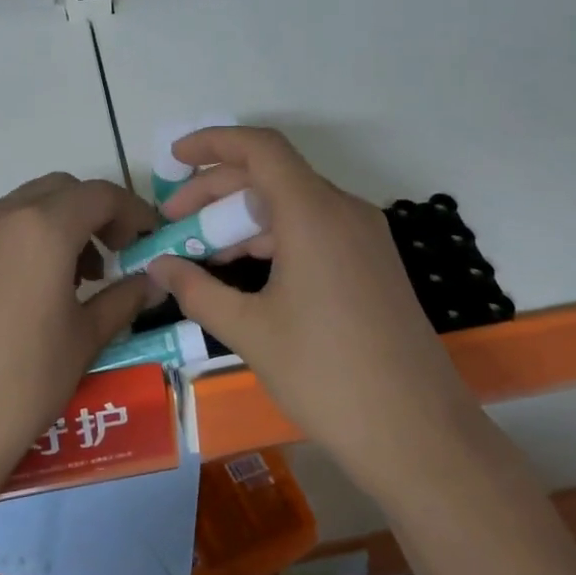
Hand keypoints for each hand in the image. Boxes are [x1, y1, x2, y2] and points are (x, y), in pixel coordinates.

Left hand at [0, 173, 158, 506]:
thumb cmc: (22, 383)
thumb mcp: (84, 340)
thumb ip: (123, 299)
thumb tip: (153, 282)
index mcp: (42, 227)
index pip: (100, 195)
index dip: (133, 211)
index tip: (150, 239)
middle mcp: (1, 217)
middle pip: (60, 190)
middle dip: (95, 212)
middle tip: (115, 255)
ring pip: (25, 208)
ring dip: (60, 225)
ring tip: (78, 280)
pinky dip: (27, 241)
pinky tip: (34, 293)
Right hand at [151, 127, 462, 490]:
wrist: (416, 432)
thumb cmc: (326, 375)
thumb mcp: (250, 331)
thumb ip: (198, 291)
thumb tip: (159, 268)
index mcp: (314, 213)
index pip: (260, 148)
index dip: (212, 143)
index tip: (174, 158)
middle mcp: (344, 211)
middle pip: (272, 175)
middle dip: (216, 191)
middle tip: (174, 223)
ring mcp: (365, 238)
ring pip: (293, 206)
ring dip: (244, 220)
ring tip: (201, 255)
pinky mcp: (373, 264)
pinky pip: (315, 231)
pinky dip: (275, 240)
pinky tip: (246, 274)